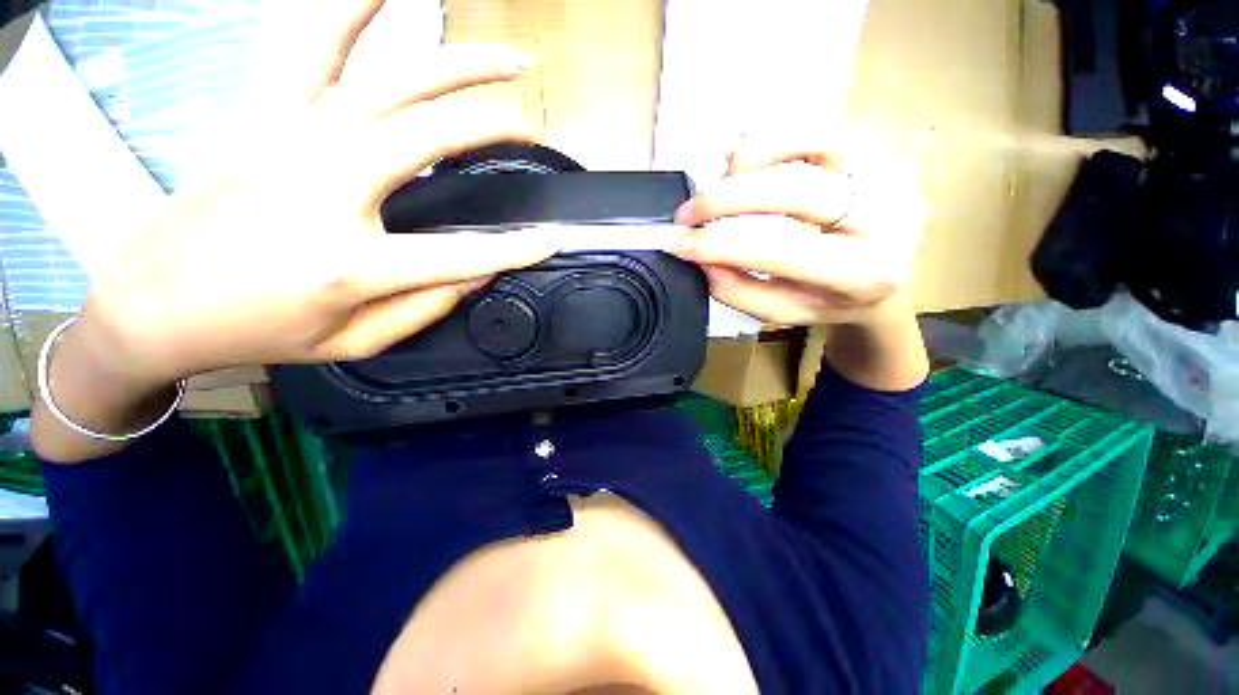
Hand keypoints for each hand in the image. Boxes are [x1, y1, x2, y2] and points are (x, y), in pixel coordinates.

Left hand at [80, 0, 558, 388]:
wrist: (158, 301)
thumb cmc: (261, 331)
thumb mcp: (354, 343)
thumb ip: (425, 308)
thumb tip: (478, 274)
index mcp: (350, 262)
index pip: (461, 255)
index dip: (517, 249)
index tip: (553, 239)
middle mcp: (327, 187)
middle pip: (433, 135)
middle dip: (496, 125)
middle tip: (534, 125)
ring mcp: (296, 139)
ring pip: (393, 79)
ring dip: (458, 62)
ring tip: (508, 56)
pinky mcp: (271, 117)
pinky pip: (316, 47)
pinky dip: (353, 11)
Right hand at [669, 134, 927, 325]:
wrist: (886, 274)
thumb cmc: (830, 299)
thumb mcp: (782, 310)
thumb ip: (738, 290)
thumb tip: (701, 257)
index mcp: (862, 272)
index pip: (777, 249)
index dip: (718, 243)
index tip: (676, 241)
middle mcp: (888, 217)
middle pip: (793, 190)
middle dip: (726, 198)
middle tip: (687, 212)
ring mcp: (890, 174)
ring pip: (811, 145)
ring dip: (749, 162)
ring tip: (717, 185)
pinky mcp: (880, 148)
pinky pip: (820, 129)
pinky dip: (773, 141)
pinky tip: (744, 162)